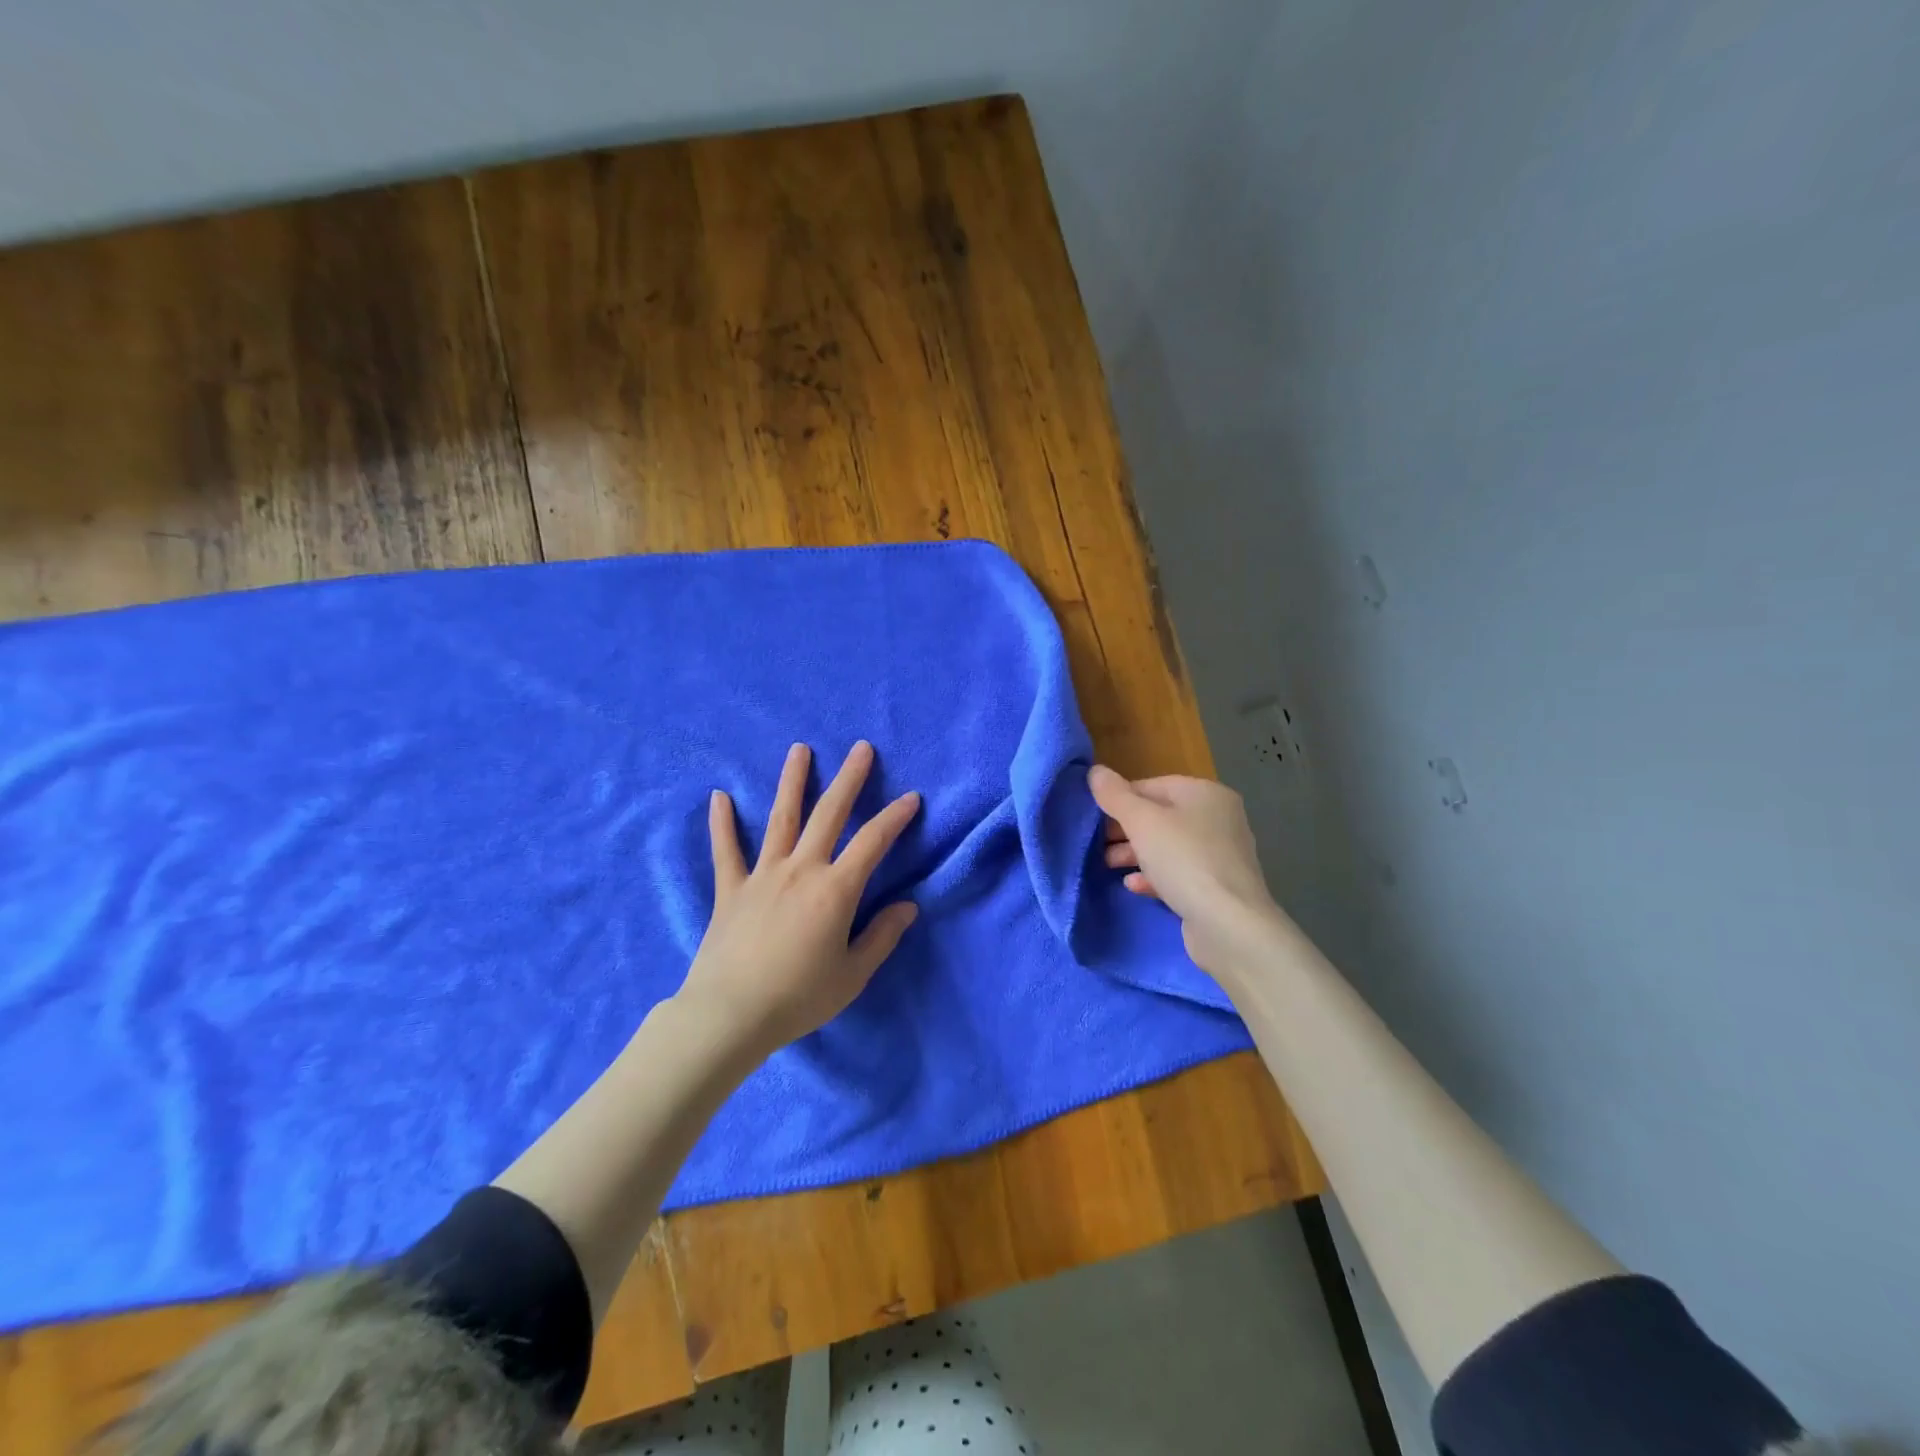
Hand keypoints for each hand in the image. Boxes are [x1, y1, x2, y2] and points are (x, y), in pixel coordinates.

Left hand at [678, 741, 921, 1057]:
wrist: (731, 1015)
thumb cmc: (799, 997)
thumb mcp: (853, 974)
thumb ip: (882, 936)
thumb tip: (908, 906)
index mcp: (835, 889)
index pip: (873, 842)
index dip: (895, 817)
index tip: (911, 797)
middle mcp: (801, 869)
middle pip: (829, 814)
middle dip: (849, 779)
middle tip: (861, 748)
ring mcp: (762, 874)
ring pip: (781, 818)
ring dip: (792, 781)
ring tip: (800, 749)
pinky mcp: (731, 889)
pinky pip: (726, 850)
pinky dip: (722, 823)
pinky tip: (719, 796)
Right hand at [1088, 764, 1286, 974]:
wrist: (1229, 925)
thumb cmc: (1184, 860)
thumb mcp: (1142, 822)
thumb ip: (1115, 796)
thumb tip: (1095, 771)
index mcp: (1205, 793)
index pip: (1152, 785)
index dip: (1120, 798)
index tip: (1094, 817)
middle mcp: (1217, 818)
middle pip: (1160, 816)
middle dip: (1125, 829)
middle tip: (1097, 843)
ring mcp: (1220, 854)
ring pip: (1167, 846)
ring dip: (1135, 853)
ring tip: (1108, 864)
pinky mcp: (1217, 886)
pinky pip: (1179, 872)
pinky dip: (1154, 875)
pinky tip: (1133, 885)